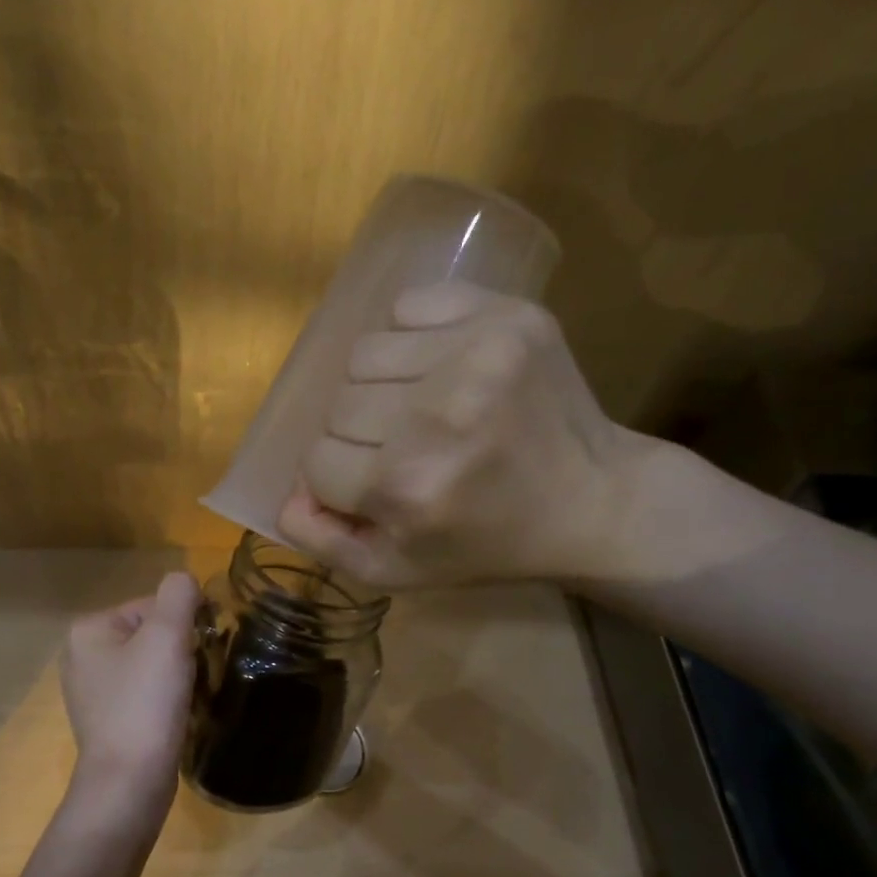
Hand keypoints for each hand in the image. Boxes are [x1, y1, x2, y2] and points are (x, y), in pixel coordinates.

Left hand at [61, 572, 201, 815]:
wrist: (129, 783)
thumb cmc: (145, 703)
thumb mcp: (167, 635)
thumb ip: (179, 594)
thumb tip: (186, 583)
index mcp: (88, 630)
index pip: (151, 606)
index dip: (183, 624)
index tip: (198, 651)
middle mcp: (82, 656)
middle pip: (151, 635)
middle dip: (180, 651)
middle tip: (193, 677)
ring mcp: (92, 692)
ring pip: (151, 665)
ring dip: (177, 676)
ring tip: (187, 698)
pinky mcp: (107, 721)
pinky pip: (145, 694)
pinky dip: (165, 700)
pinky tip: (175, 717)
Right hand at [277, 280, 669, 588]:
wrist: (591, 501)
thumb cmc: (486, 544)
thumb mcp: (397, 570)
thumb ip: (323, 541)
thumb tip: (286, 494)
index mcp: (406, 488)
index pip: (316, 462)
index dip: (338, 478)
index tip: (375, 486)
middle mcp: (436, 417)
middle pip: (337, 407)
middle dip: (358, 435)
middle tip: (403, 450)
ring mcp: (476, 356)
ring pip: (363, 355)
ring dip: (378, 385)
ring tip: (420, 407)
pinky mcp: (506, 315)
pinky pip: (408, 306)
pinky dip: (410, 337)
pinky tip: (440, 367)